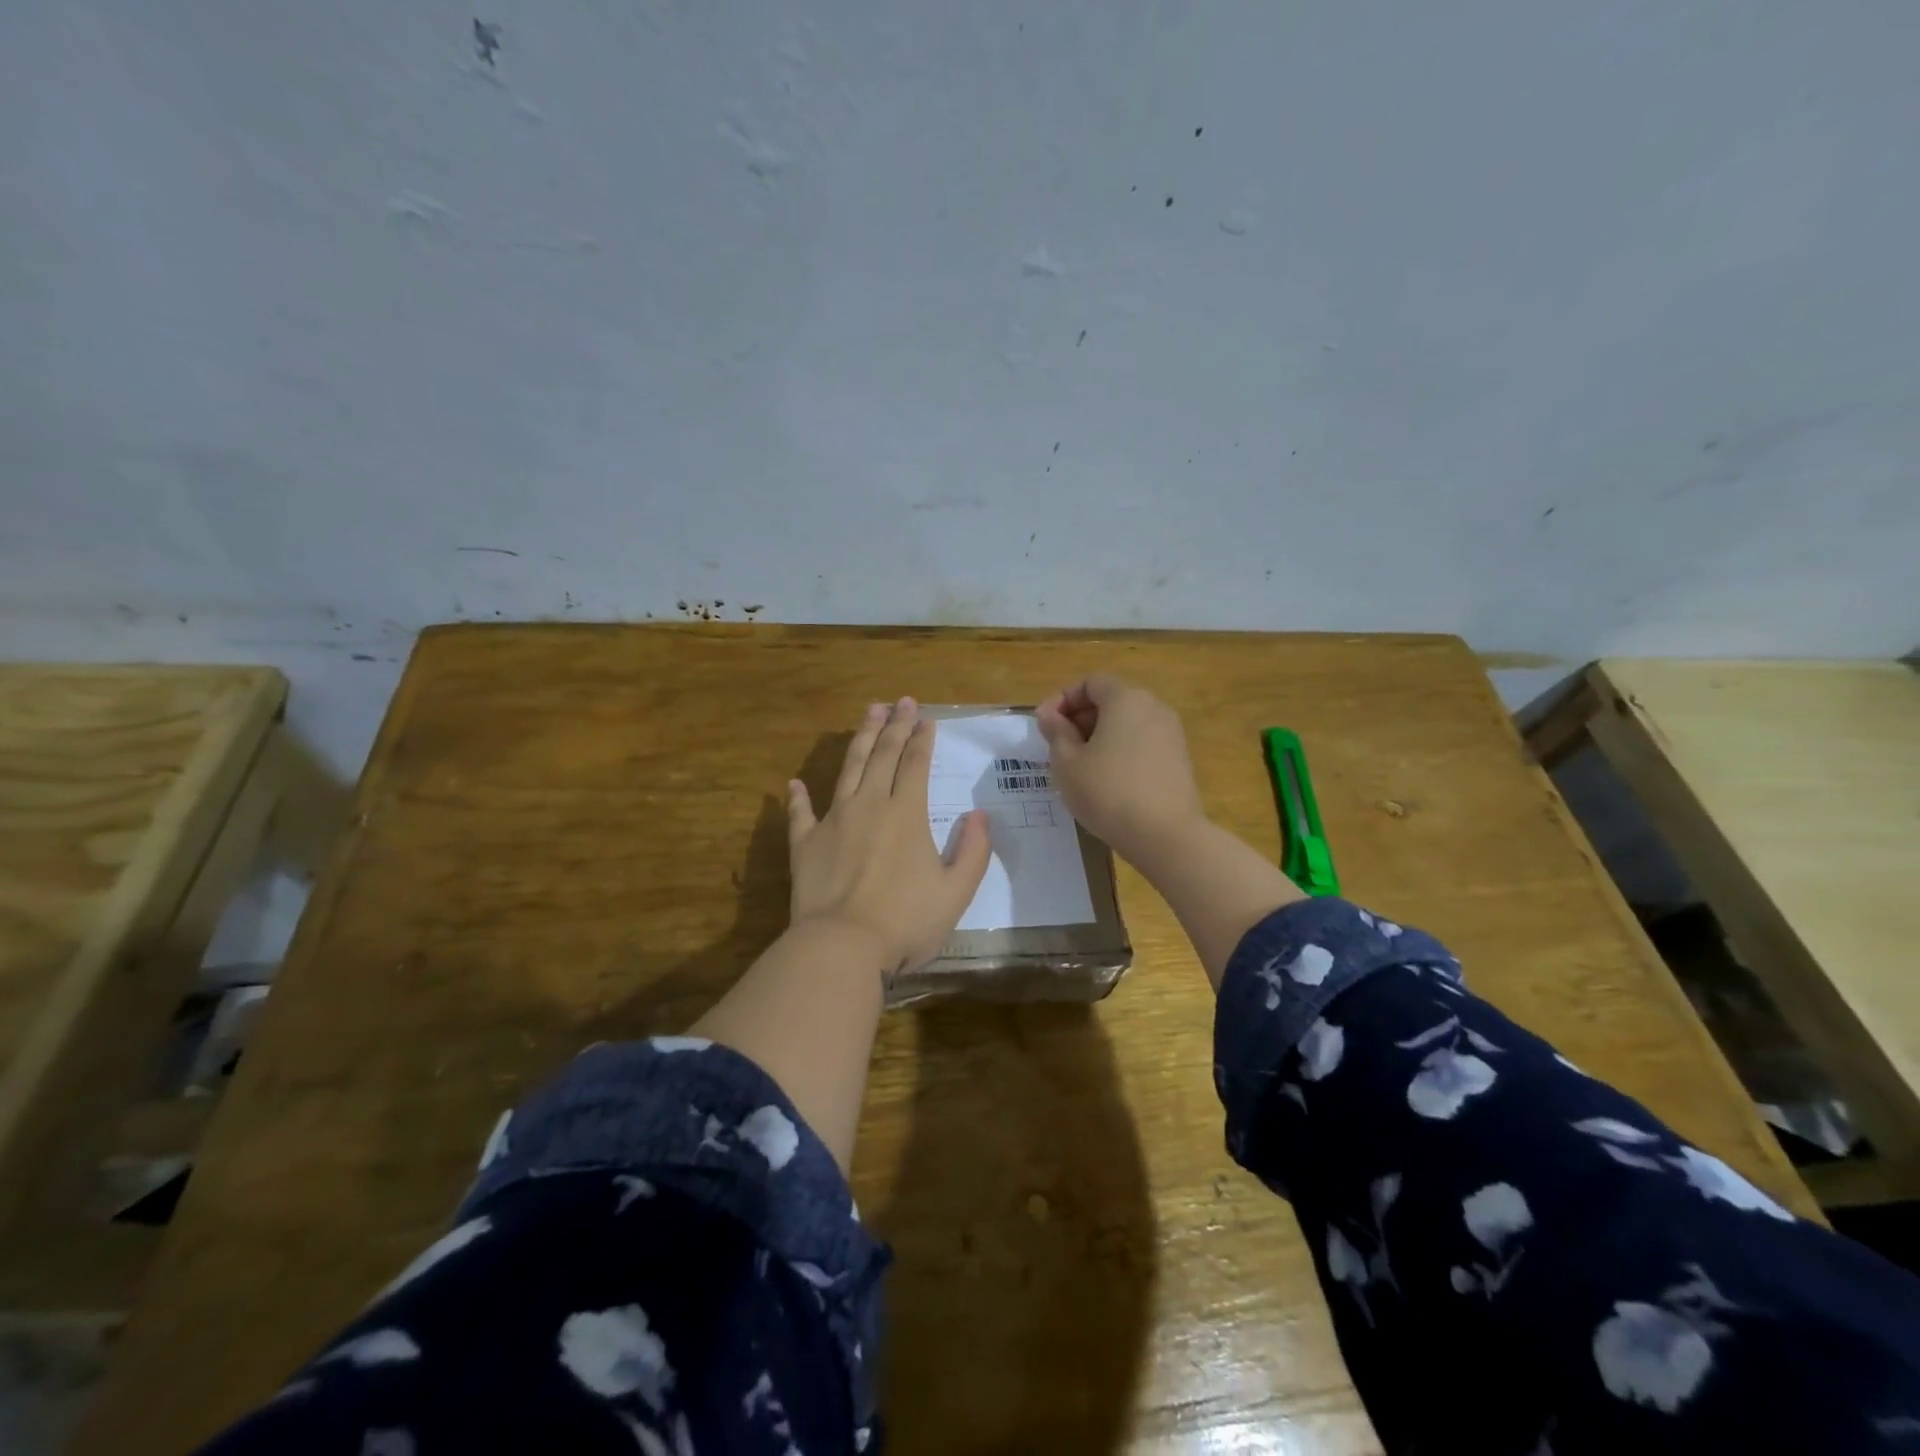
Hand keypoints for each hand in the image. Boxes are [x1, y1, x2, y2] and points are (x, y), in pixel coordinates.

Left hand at [787, 698, 991, 972]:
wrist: (842, 946)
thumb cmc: (906, 921)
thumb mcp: (956, 891)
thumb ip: (973, 851)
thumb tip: (979, 815)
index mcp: (907, 814)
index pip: (916, 764)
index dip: (922, 739)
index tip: (926, 718)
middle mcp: (869, 805)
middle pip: (882, 755)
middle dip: (894, 726)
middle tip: (900, 702)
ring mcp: (833, 821)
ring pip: (848, 769)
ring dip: (859, 740)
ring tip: (868, 714)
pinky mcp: (805, 844)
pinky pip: (800, 813)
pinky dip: (798, 798)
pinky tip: (794, 783)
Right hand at [1036, 673, 1207, 864]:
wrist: (1166, 835)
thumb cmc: (1108, 792)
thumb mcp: (1067, 763)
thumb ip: (1056, 732)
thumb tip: (1050, 715)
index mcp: (1126, 699)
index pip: (1091, 682)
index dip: (1063, 699)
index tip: (1044, 725)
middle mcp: (1153, 707)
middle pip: (1111, 700)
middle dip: (1080, 717)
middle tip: (1057, 746)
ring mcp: (1171, 733)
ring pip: (1127, 723)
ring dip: (1100, 736)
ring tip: (1079, 765)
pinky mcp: (1179, 759)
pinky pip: (1142, 743)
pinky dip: (1121, 750)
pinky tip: (1106, 780)